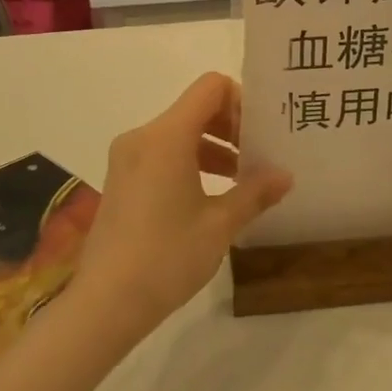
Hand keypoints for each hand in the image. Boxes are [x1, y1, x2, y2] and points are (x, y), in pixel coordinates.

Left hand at [70, 73, 291, 339]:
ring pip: (179, 134)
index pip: (210, 87)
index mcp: (166, 136)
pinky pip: (162, 154)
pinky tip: (211, 197)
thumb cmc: (167, 256)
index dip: (241, 101)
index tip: (262, 133)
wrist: (106, 302)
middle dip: (231, 127)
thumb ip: (255, 192)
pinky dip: (190, 163)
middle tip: (260, 157)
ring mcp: (127, 159)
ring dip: (213, 148)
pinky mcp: (121, 180)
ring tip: (243, 181)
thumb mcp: (220, 225)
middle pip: (195, 109)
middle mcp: (142, 137)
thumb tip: (285, 176)